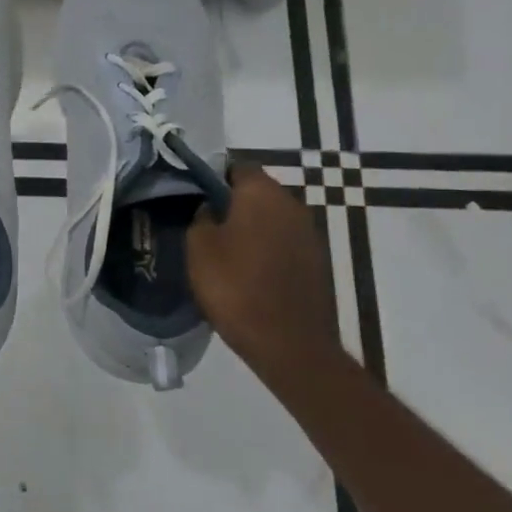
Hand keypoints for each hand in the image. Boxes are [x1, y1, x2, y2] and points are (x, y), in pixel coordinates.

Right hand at [188, 163, 338, 368]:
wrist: (289, 344)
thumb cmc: (236, 286)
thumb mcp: (199, 247)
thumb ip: (201, 217)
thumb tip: (211, 208)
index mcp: (262, 192)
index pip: (236, 167)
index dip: (213, 177)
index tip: (194, 195)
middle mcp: (292, 204)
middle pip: (257, 192)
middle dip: (232, 203)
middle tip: (205, 223)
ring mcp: (310, 234)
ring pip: (272, 219)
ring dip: (251, 228)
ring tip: (224, 250)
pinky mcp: (317, 262)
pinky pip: (284, 244)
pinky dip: (267, 250)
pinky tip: (248, 271)